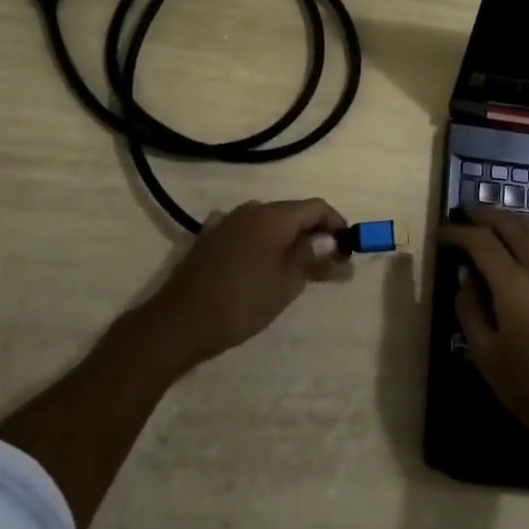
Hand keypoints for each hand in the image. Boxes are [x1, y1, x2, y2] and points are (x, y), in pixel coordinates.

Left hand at [143, 199, 347, 370]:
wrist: (181, 321)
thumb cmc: (242, 303)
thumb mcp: (286, 283)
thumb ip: (311, 256)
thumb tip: (331, 241)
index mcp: (274, 216)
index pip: (316, 207)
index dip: (336, 224)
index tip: (347, 248)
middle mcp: (251, 210)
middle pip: (292, 213)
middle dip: (314, 235)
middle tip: (328, 264)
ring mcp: (227, 221)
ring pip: (268, 222)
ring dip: (287, 239)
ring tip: (297, 267)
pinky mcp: (209, 237)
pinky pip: (244, 231)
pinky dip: (260, 242)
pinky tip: (259, 260)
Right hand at [439, 207, 528, 467]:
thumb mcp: (486, 354)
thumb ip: (469, 308)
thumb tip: (465, 277)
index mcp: (515, 285)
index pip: (481, 241)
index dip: (458, 231)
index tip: (441, 232)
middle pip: (511, 223)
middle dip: (484, 214)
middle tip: (462, 215)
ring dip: (508, 219)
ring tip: (487, 224)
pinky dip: (527, 234)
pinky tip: (517, 246)